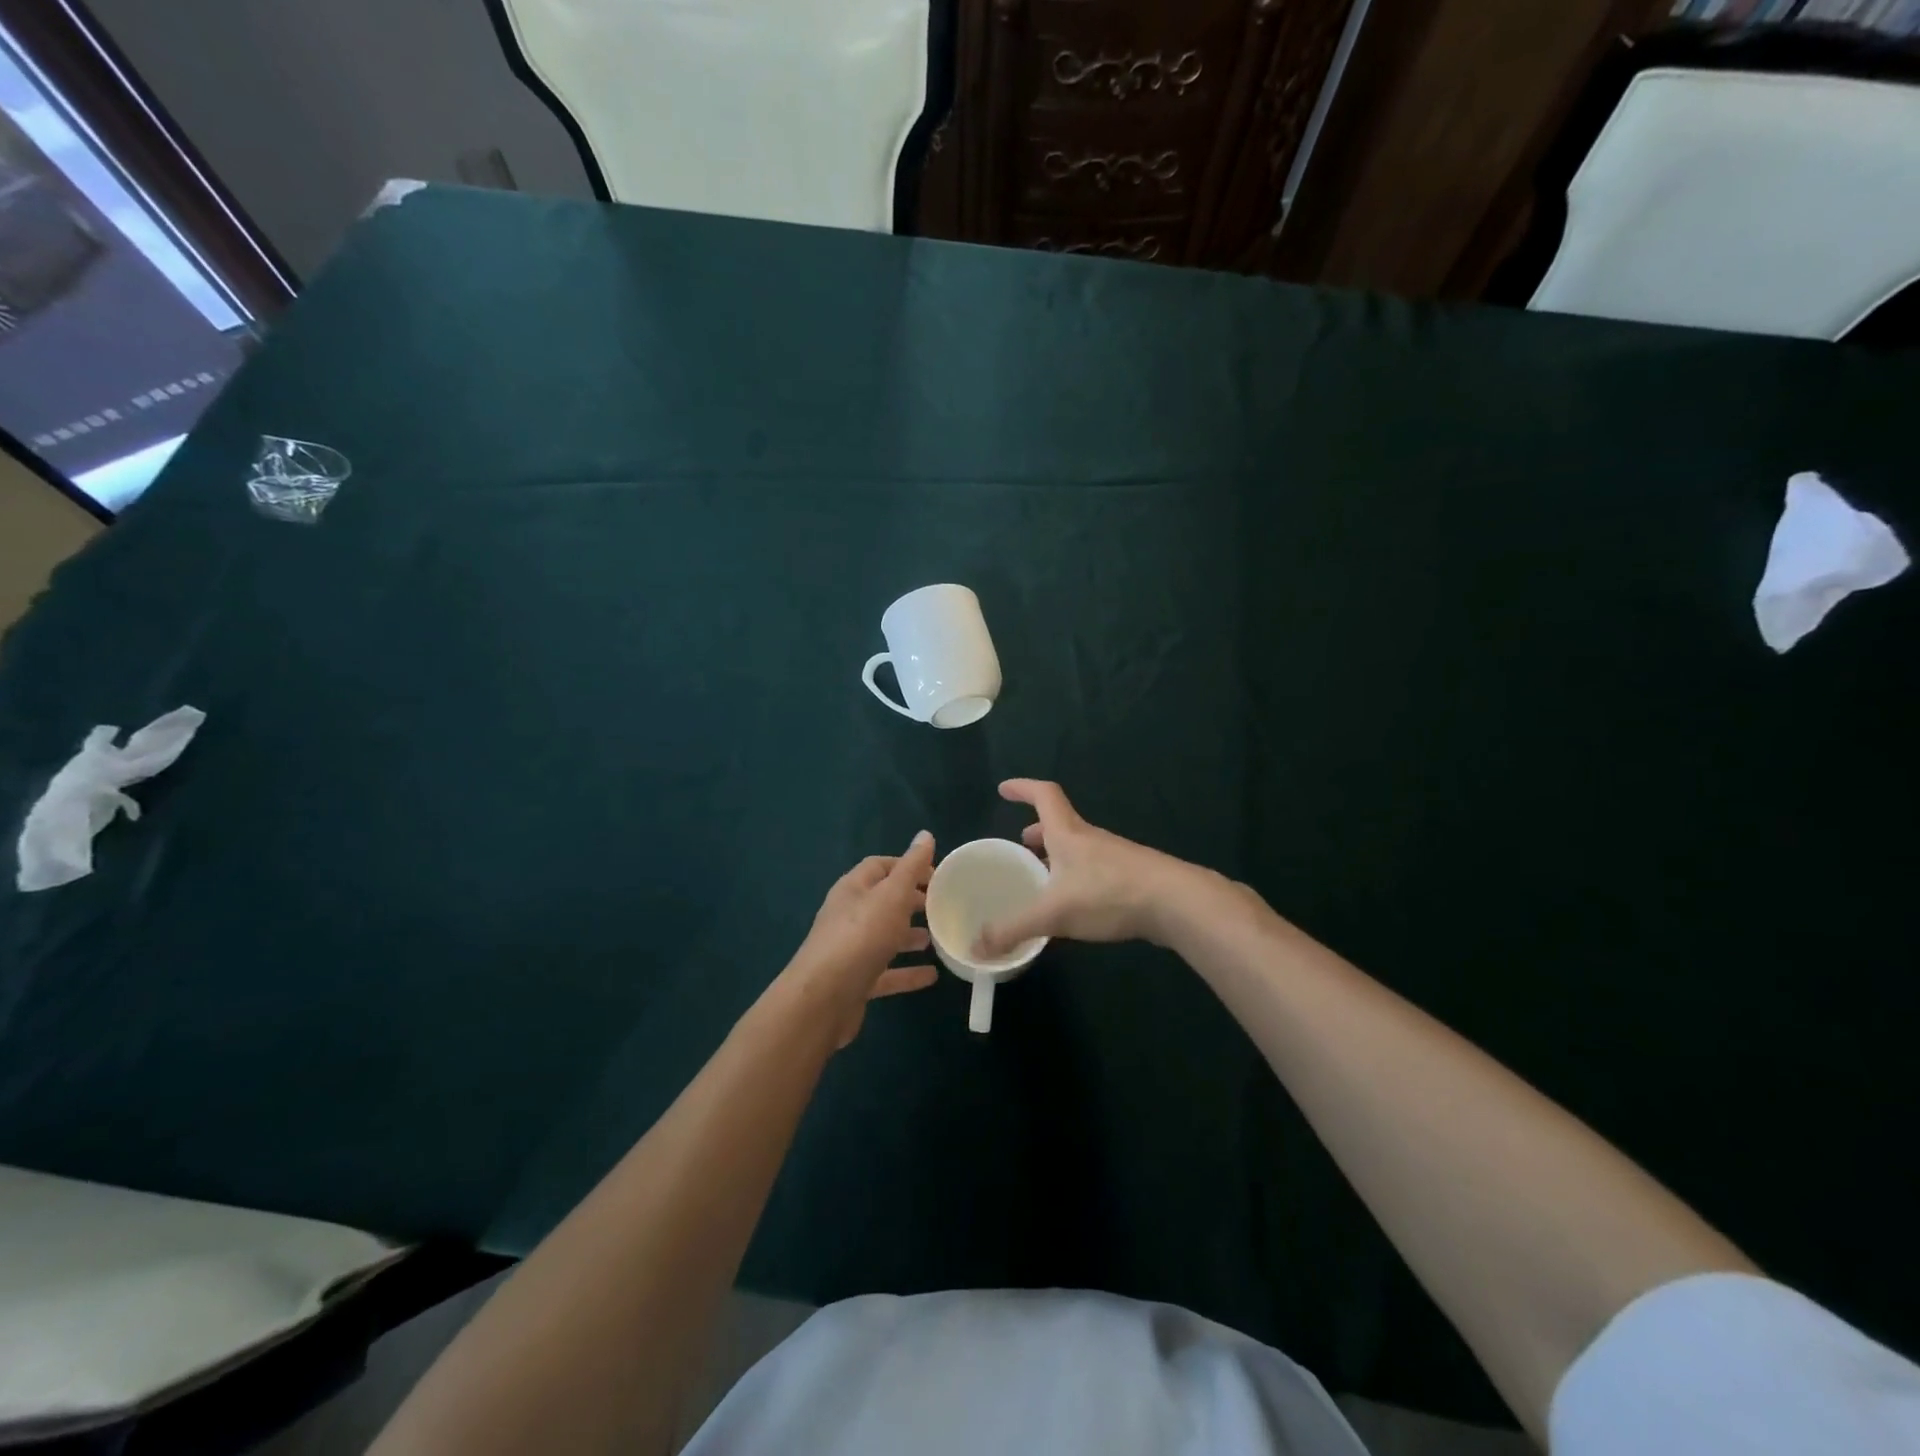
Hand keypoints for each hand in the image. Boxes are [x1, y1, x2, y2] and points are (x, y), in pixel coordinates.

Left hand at [784, 831, 938, 1046]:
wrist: (823, 999)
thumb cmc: (860, 936)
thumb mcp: (891, 895)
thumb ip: (910, 867)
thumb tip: (925, 834)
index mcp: (853, 889)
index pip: (880, 866)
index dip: (907, 866)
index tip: (937, 875)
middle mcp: (848, 915)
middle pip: (883, 901)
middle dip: (911, 901)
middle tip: (941, 906)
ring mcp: (850, 950)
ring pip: (885, 937)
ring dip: (910, 936)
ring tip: (938, 938)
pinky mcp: (856, 981)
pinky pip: (886, 972)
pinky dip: (907, 971)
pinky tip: (932, 976)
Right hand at [976, 781, 1194, 955]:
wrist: (1176, 903)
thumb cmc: (1108, 894)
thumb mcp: (1053, 913)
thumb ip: (1014, 929)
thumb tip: (975, 947)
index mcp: (1068, 834)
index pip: (1044, 795)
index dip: (1022, 788)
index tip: (1004, 789)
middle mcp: (1090, 840)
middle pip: (1060, 825)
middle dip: (1038, 833)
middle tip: (1020, 846)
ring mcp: (1113, 858)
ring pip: (1078, 852)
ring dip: (1057, 860)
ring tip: (1042, 882)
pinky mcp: (1131, 880)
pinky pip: (1094, 875)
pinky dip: (1076, 884)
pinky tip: (1073, 913)